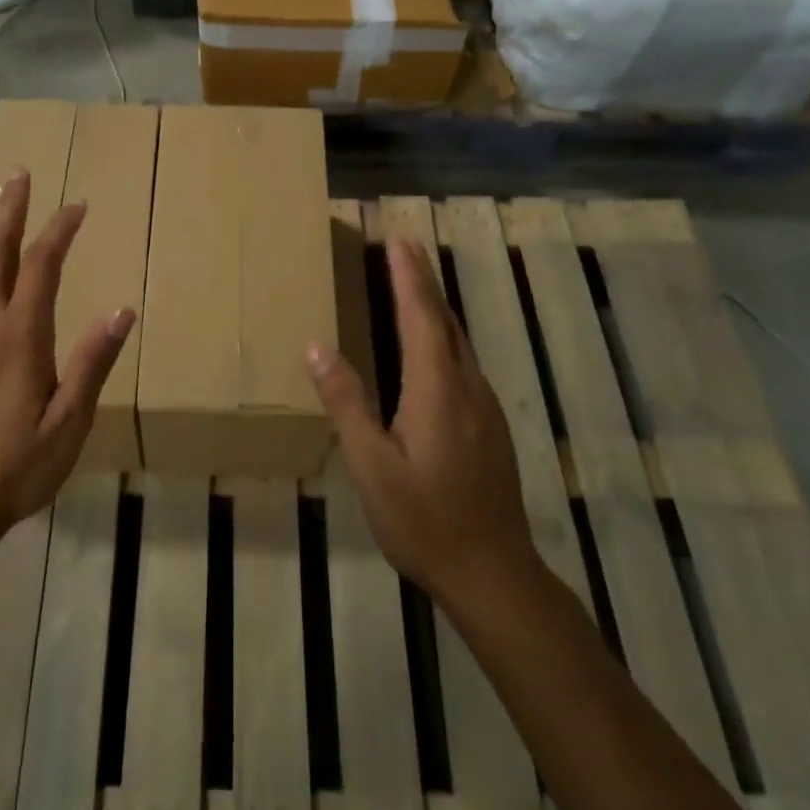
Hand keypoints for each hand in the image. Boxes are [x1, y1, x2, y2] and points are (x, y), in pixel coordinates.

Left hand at [0, 169, 135, 549]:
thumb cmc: (18, 465)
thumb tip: (123, 310)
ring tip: (2, 201)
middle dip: (10, 211)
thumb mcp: (69, 421)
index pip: (40, 267)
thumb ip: (92, 362)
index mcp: (19, 337)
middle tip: (19, 174)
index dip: (58, 231)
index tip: (78, 205)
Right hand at [306, 237, 536, 611]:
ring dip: (435, 307)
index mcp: (437, 388)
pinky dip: (443, 337)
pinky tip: (432, 349)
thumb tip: (317, 346)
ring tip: (413, 285)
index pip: (420, 315)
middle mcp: (467, 386)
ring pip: (458, 341)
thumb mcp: (371, 465)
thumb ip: (347, 402)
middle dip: (423, 280)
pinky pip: (464, 363)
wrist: (493, 572)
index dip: (409, 274)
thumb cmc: (423, 519)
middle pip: (444, 320)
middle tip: (404, 246)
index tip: (399, 237)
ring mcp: (485, 407)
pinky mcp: (491, 426)